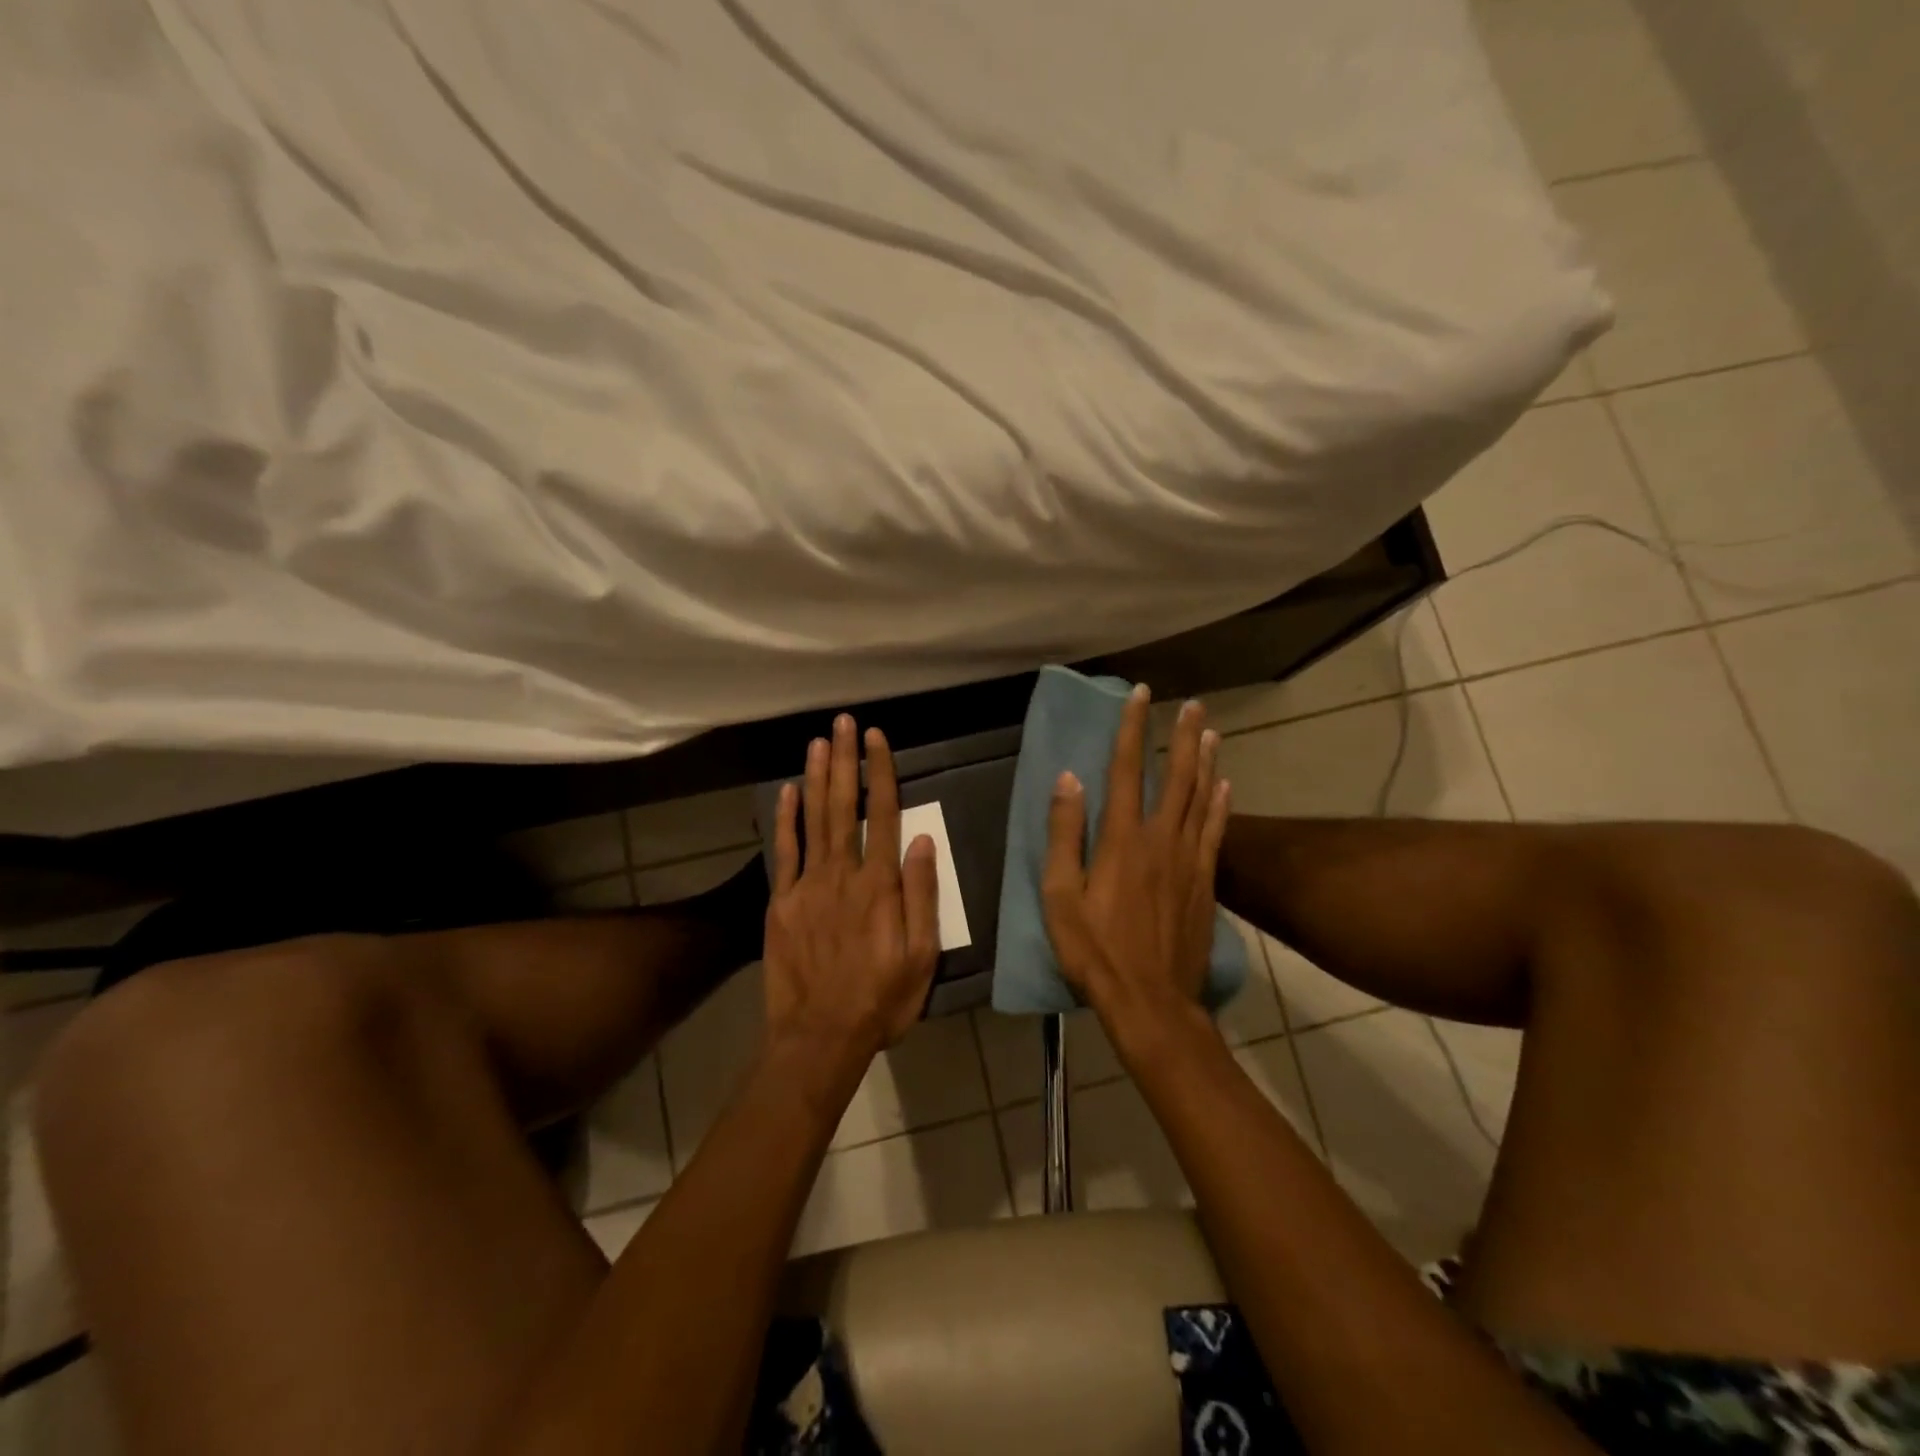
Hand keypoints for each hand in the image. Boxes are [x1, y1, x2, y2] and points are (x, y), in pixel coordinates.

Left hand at [763, 714, 940, 1058]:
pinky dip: (785, 820)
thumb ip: (922, 896)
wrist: (819, 1037)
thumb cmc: (880, 1000)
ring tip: (819, 742)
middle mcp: (843, 874)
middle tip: (845, 722)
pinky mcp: (781, 903)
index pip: (885, 814)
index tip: (879, 738)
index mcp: (880, 885)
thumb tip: (924, 841)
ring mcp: (807, 886)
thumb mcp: (922, 956)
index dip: (882, 772)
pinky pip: (783, 852)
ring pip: (813, 820)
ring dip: (816, 777)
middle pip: (846, 806)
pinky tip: (786, 791)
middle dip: (847, 760)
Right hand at [1042, 686, 1230, 1036]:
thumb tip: (1069, 779)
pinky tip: (1227, 786)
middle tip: (1190, 703)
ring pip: (1202, 798)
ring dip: (1206, 761)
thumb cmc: (1095, 951)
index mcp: (1122, 839)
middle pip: (1176, 776)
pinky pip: (1216, 833)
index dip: (1133, 730)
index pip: (1128, 770)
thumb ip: (1065, 835)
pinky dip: (1222, 805)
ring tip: (1210, 731)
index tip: (1141, 696)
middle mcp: (1161, 839)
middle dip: (1181, 736)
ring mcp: (1189, 860)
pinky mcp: (1205, 882)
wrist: (1152, 1001)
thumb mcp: (1060, 896)